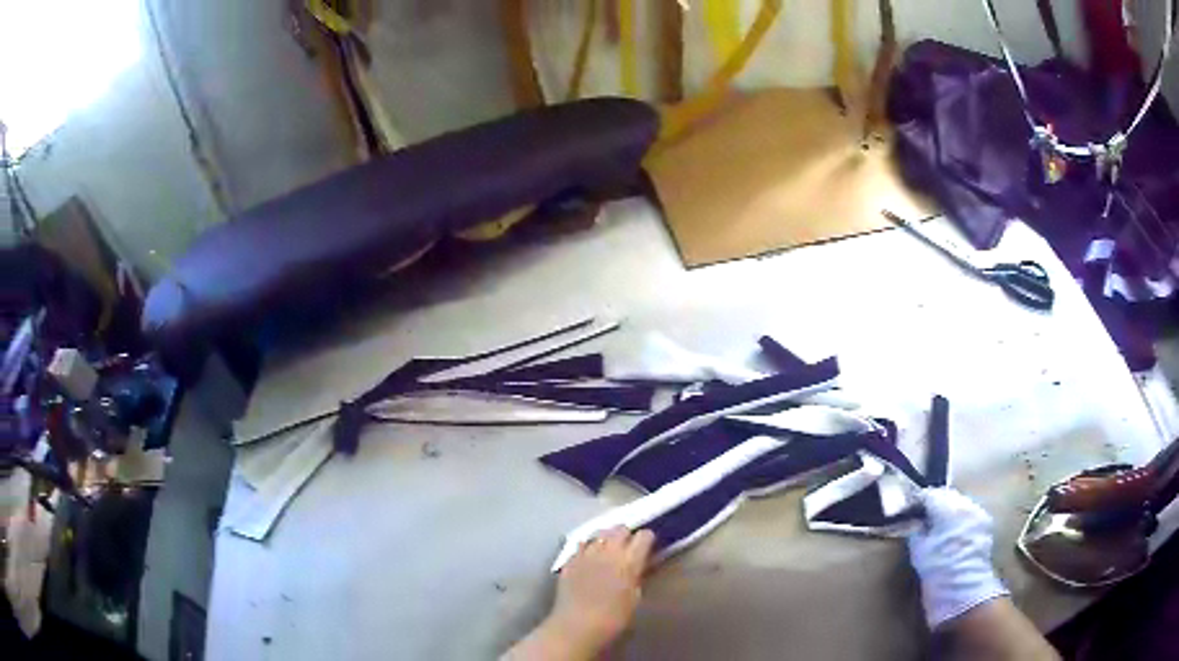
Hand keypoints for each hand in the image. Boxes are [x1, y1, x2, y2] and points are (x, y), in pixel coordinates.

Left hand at [505, 527, 654, 659]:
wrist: (577, 626)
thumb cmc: (613, 618)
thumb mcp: (635, 597)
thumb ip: (637, 574)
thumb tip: (639, 564)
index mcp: (629, 561)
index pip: (644, 536)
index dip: (647, 540)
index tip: (648, 547)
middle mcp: (607, 551)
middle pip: (620, 528)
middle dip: (626, 535)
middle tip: (628, 547)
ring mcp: (586, 553)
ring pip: (599, 532)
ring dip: (606, 538)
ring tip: (608, 549)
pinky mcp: (569, 559)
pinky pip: (581, 544)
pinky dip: (588, 547)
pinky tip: (589, 557)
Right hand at [907, 488, 1009, 628]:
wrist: (963, 591)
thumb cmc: (937, 570)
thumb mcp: (918, 551)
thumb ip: (917, 529)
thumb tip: (915, 521)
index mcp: (947, 507)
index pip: (930, 494)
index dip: (919, 502)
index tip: (910, 511)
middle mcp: (965, 504)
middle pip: (947, 496)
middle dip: (936, 505)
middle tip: (923, 519)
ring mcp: (978, 512)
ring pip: (960, 504)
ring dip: (949, 512)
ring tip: (939, 527)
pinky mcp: (985, 524)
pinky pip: (969, 514)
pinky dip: (960, 520)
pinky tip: (953, 534)